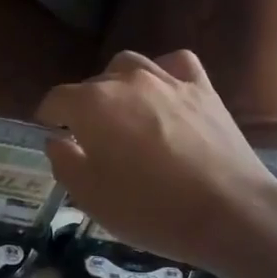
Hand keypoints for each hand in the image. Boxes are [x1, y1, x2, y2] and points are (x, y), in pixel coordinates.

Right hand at [37, 50, 276, 270]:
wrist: (228, 212)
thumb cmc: (148, 209)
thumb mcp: (89, 197)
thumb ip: (64, 162)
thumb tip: (57, 140)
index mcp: (91, 104)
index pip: (56, 99)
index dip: (48, 119)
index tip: (51, 136)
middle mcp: (127, 81)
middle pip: (93, 84)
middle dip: (84, 108)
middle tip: (91, 142)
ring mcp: (168, 80)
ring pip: (130, 67)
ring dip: (118, 87)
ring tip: (123, 115)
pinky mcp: (203, 88)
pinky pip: (174, 65)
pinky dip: (161, 74)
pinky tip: (162, 95)